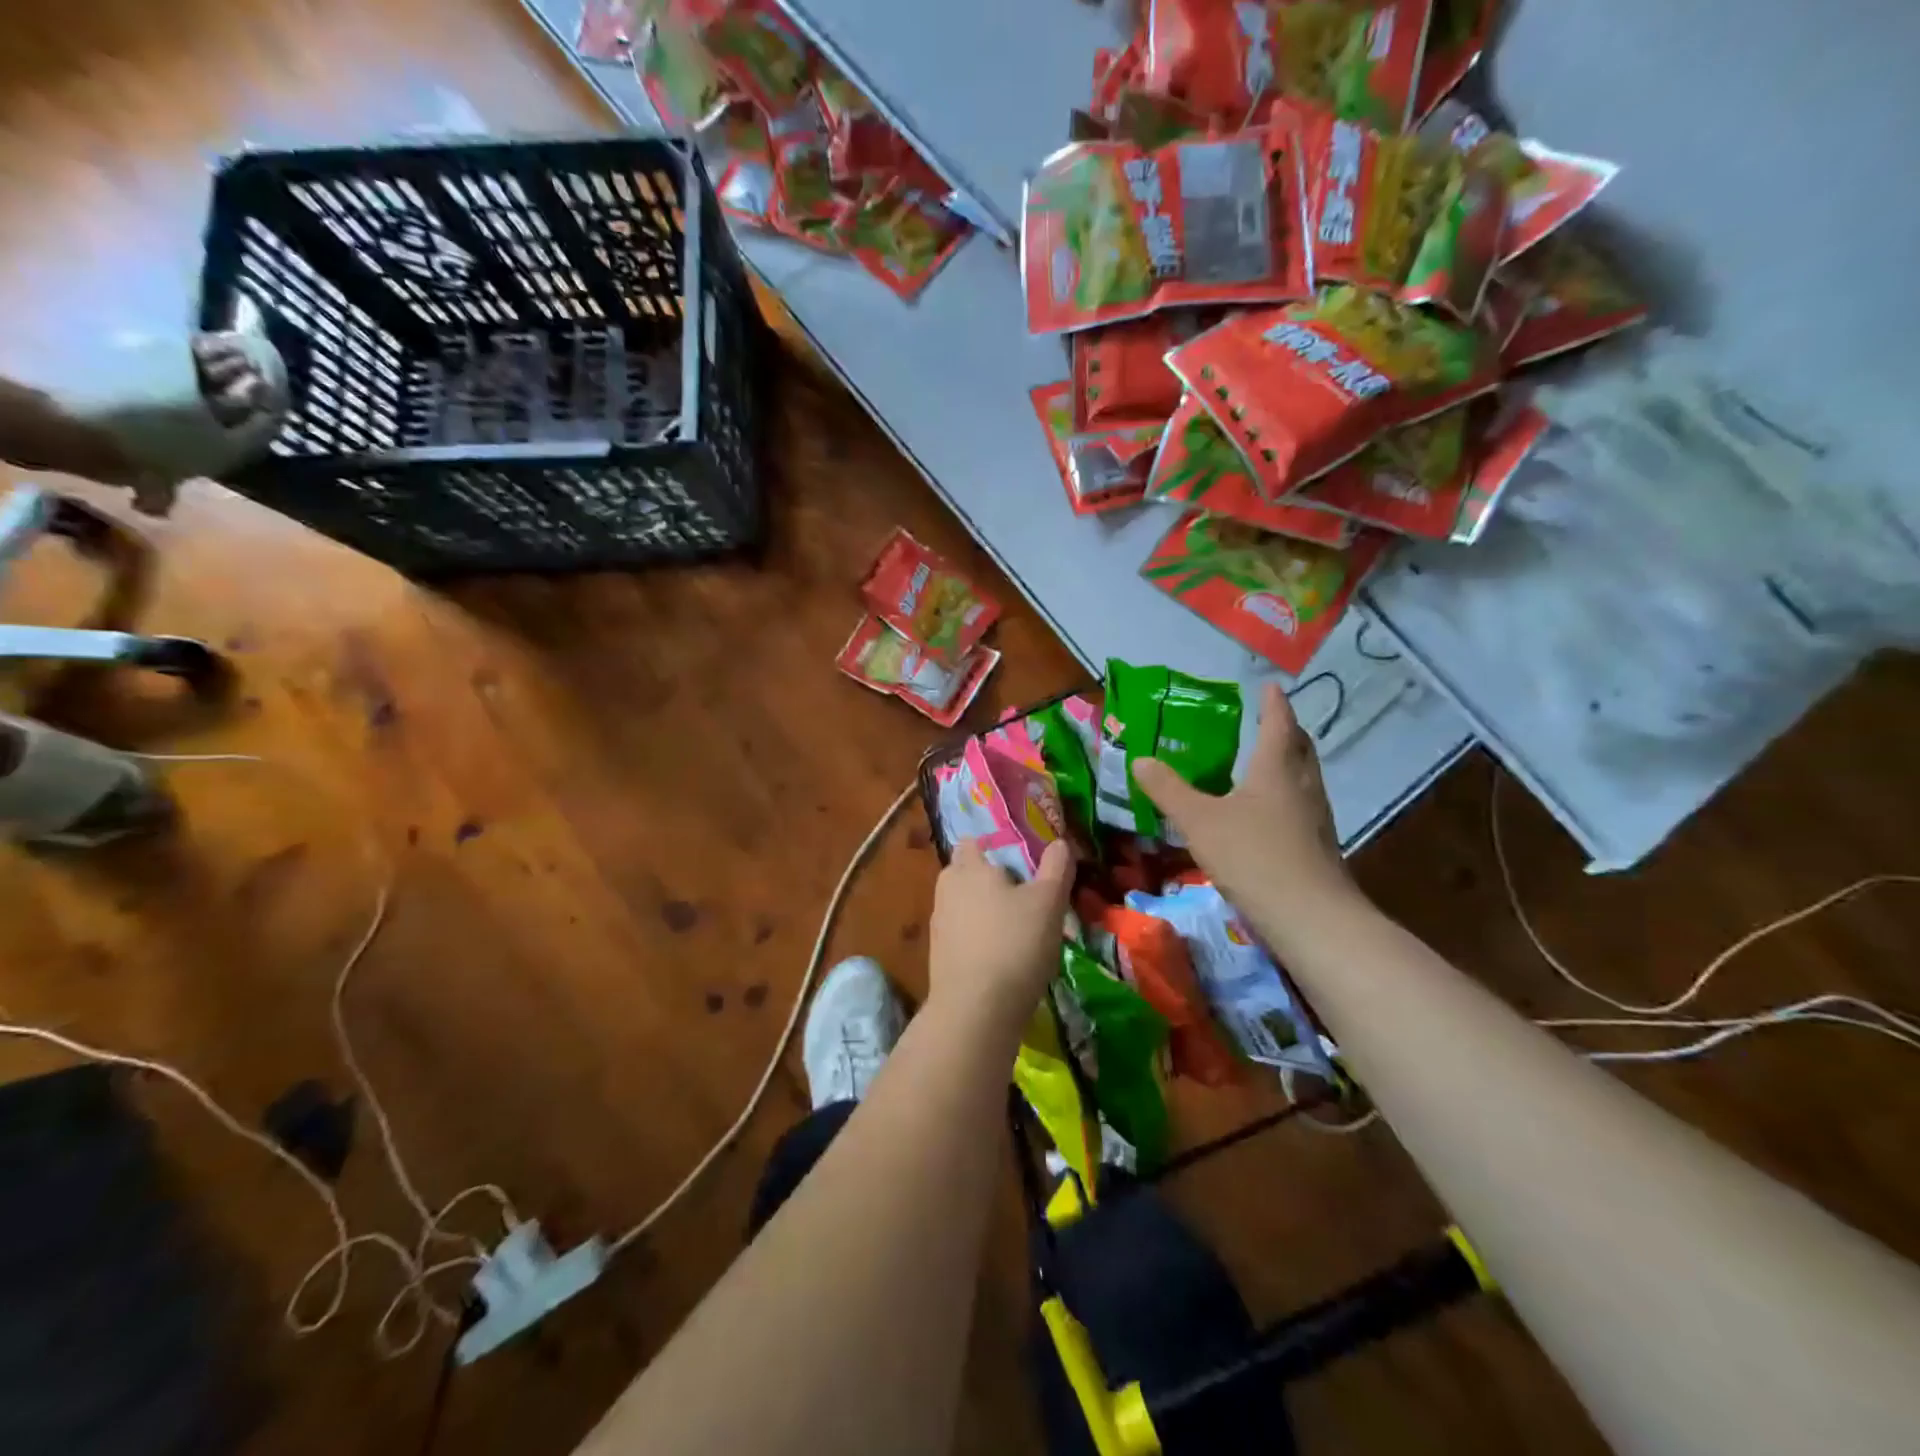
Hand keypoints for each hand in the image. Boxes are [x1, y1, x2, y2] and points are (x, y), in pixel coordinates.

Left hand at [929, 838, 1072, 1037]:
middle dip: (992, 881)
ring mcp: (939, 926)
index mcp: (968, 867)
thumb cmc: (1014, 944)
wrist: (976, 1011)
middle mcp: (946, 890)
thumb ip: (1056, 868)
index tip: (1022, 863)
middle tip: (1027, 896)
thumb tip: (1060, 842)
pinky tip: (1005, 958)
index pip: (973, 843)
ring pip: (965, 907)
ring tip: (1020, 930)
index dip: (995, 847)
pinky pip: (963, 936)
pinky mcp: (939, 958)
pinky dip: (980, 940)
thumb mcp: (1048, 902)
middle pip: (968, 874)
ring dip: (987, 913)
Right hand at [1132, 683, 1360, 933]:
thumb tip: (1139, 760)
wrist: (1310, 918)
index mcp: (1277, 769)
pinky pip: (1303, 807)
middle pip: (1299, 748)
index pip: (1278, 724)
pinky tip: (1269, 814)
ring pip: (1305, 778)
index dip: (1272, 703)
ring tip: (1266, 764)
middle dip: (1286, 731)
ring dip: (1289, 763)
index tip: (1269, 686)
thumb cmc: (1254, 856)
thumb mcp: (1199, 820)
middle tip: (1268, 721)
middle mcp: (1303, 786)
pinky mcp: (1318, 848)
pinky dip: (1287, 796)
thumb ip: (1169, 790)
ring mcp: (1317, 819)